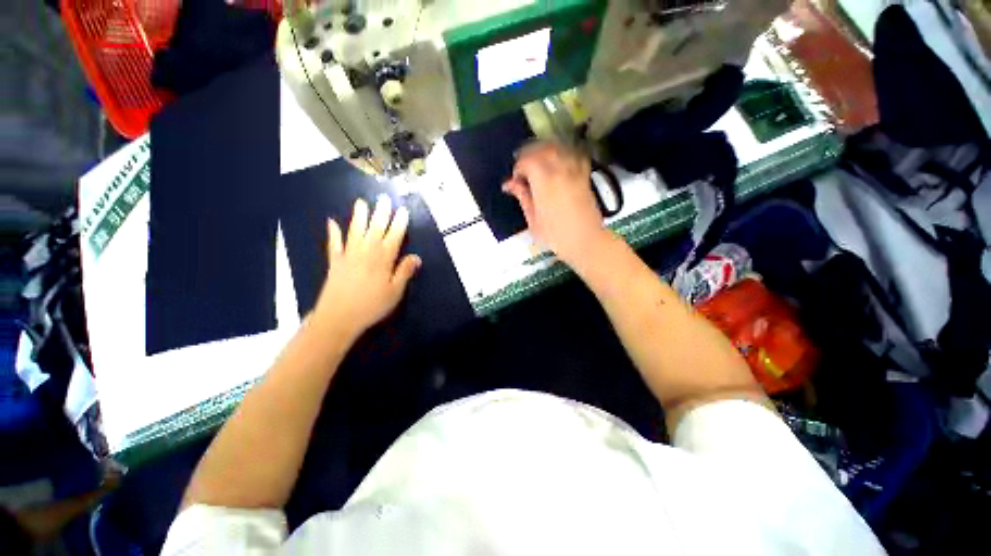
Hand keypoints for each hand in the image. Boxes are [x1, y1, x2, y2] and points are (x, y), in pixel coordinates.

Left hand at [313, 196, 420, 338]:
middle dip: (381, 213)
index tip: (403, 210)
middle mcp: (366, 252)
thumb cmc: (372, 306)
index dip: (399, 223)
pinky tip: (331, 222)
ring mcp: (348, 255)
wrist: (338, 318)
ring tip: (361, 202)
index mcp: (383, 260)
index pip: (393, 237)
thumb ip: (404, 272)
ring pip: (355, 231)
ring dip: (359, 216)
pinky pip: (334, 244)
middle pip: (375, 229)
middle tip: (384, 198)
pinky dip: (333, 233)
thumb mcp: (395, 292)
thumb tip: (416, 256)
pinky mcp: (335, 262)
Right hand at [502, 142, 610, 265]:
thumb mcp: (533, 219)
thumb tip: (509, 184)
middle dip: (529, 155)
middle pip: (542, 150)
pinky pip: (575, 156)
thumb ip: (522, 197)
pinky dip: (564, 154)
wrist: (585, 242)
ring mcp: (575, 172)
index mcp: (544, 182)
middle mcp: (560, 170)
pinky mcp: (585, 177)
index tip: (515, 182)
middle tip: (523, 169)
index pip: (527, 161)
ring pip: (559, 149)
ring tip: (538, 163)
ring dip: (545, 152)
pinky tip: (559, 163)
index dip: (518, 168)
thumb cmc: (555, 236)